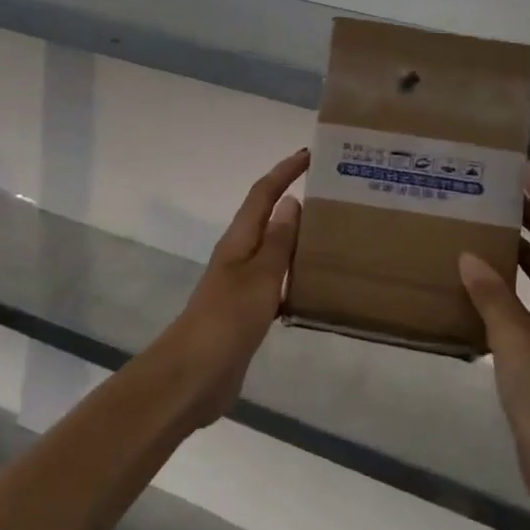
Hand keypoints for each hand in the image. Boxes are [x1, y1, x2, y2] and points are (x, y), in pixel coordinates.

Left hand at [152, 148, 307, 428]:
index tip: (310, 154)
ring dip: (298, 239)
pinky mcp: (247, 312)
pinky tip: (318, 287)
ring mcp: (241, 285)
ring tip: (334, 235)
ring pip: (274, 251)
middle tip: (333, 195)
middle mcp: (239, 256)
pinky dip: (296, 276)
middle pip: (267, 219)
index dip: (284, 172)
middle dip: (294, 201)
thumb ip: (278, 241)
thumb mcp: (259, 276)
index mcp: (239, 241)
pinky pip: (276, 282)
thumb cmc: (228, 319)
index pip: (262, 194)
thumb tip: (291, 202)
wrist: (195, 375)